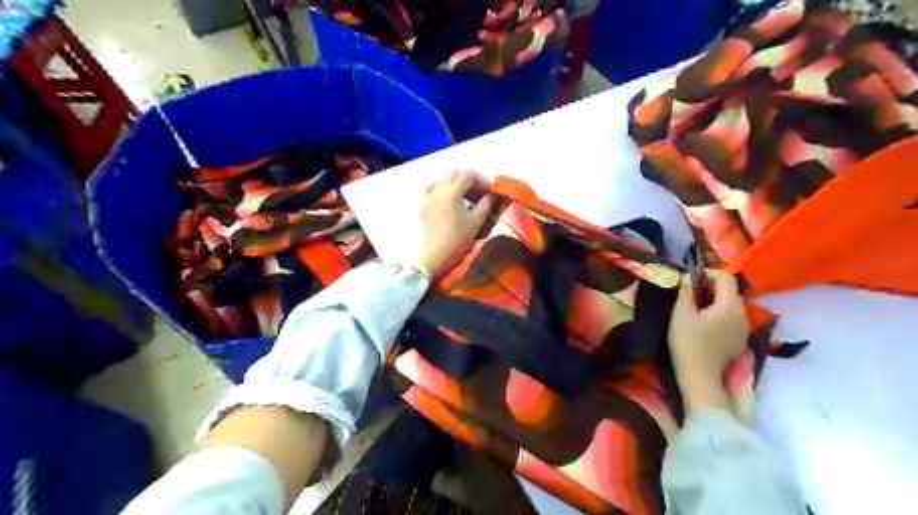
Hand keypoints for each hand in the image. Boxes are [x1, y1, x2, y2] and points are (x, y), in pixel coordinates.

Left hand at [418, 172, 494, 280]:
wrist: (437, 255)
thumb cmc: (459, 239)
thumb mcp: (476, 221)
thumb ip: (486, 203)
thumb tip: (491, 194)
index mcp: (451, 193)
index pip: (468, 175)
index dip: (481, 180)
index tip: (489, 191)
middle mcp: (438, 190)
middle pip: (454, 174)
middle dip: (468, 179)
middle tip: (478, 192)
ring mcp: (427, 196)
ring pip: (442, 179)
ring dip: (454, 182)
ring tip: (463, 195)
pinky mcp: (422, 204)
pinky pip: (429, 187)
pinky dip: (438, 187)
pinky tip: (445, 196)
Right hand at [673, 270, 749, 413]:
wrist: (700, 378)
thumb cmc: (687, 343)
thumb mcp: (681, 314)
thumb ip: (686, 292)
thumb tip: (689, 276)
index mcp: (730, 305)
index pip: (726, 277)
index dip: (708, 273)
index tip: (689, 279)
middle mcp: (743, 314)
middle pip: (731, 291)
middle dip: (711, 286)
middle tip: (689, 292)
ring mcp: (744, 328)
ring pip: (732, 305)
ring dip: (715, 300)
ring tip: (695, 306)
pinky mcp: (740, 340)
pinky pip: (732, 318)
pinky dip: (720, 313)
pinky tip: (704, 323)